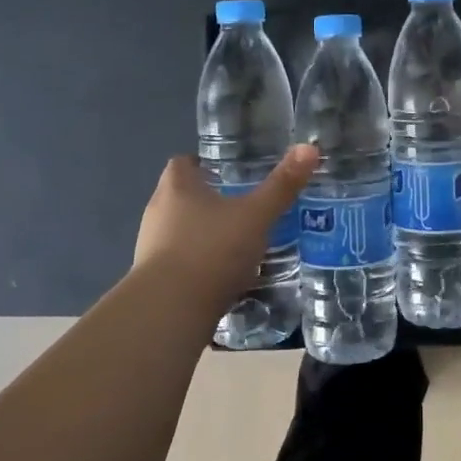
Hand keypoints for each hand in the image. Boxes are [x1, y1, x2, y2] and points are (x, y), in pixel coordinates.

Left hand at [132, 146, 317, 297]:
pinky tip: (224, 276)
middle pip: (181, 196)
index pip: (183, 162)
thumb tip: (309, 148)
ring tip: (237, 242)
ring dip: (203, 234)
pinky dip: (199, 265)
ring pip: (180, 231)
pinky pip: (179, 263)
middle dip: (209, 199)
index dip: (204, 163)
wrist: (169, 312)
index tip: (229, 170)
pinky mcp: (153, 281)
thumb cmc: (211, 250)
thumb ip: (281, 185)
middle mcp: (157, 212)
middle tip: (243, 205)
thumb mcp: (255, 216)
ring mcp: (150, 248)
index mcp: (176, 187)